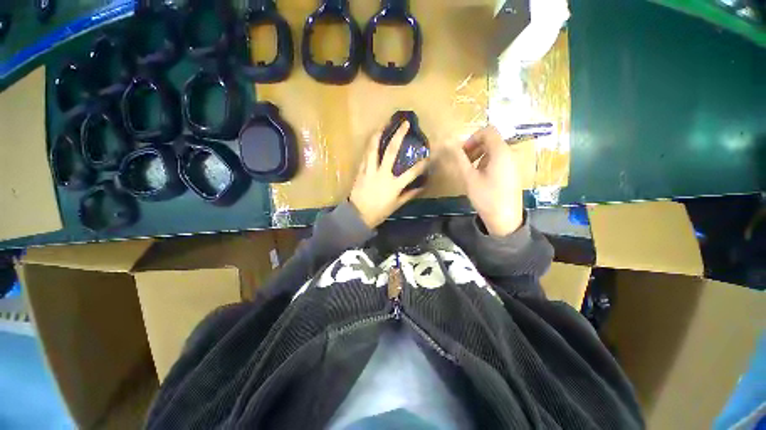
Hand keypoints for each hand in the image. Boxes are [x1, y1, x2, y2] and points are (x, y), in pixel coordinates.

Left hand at [349, 121, 428, 228]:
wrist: (357, 215)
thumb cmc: (379, 212)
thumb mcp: (396, 205)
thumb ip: (409, 195)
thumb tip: (421, 187)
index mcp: (394, 185)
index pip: (412, 172)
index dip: (422, 163)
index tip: (429, 155)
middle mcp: (382, 174)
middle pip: (391, 151)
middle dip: (399, 136)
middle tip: (404, 124)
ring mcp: (370, 171)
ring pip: (373, 149)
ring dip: (378, 135)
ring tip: (383, 124)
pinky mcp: (360, 171)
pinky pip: (365, 156)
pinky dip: (369, 146)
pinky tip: (372, 139)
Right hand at [448, 126, 523, 235]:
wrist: (505, 219)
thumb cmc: (486, 197)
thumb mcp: (469, 177)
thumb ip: (460, 158)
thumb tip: (449, 143)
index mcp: (501, 152)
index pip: (488, 131)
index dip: (472, 138)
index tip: (462, 152)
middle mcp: (510, 153)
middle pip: (491, 140)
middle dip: (474, 147)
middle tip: (463, 162)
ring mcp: (513, 163)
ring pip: (495, 151)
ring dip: (479, 155)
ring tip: (470, 171)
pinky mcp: (513, 172)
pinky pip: (499, 160)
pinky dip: (487, 162)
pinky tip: (480, 177)